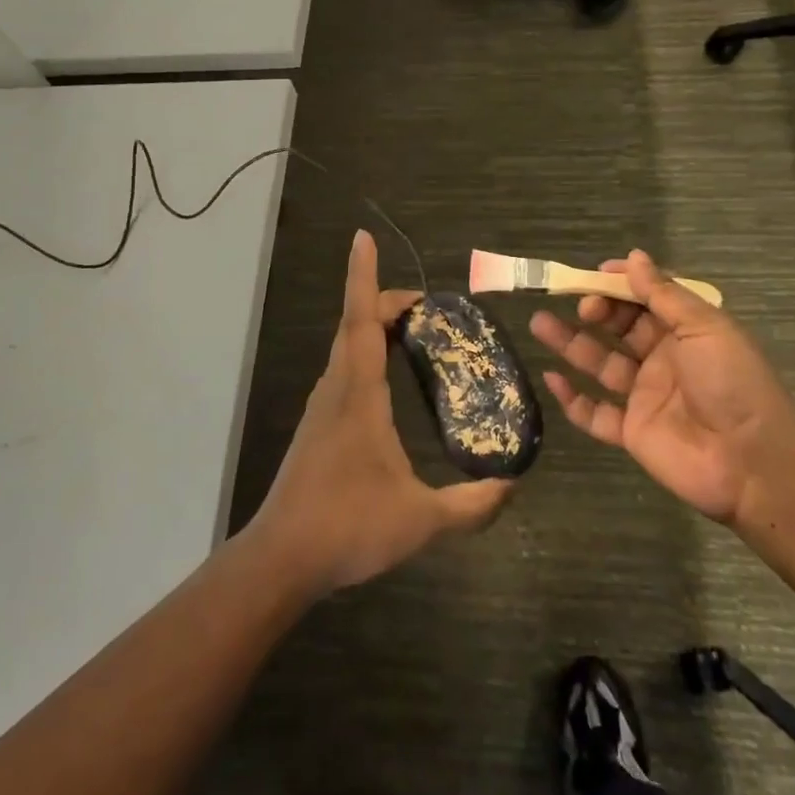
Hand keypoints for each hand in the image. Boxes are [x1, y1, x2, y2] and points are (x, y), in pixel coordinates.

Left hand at [252, 230, 511, 594]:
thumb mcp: (421, 520)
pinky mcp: (317, 427)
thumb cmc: (348, 527)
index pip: (361, 320)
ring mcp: (322, 408)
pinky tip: (384, 380)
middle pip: (354, 325)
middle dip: (382, 300)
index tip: (363, 237)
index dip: (363, 276)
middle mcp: (336, 389)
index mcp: (358, 394)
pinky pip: (343, 371)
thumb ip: (471, 504)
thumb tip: (513, 485)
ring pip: (345, 348)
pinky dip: (364, 353)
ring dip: (372, 327)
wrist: (281, 558)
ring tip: (410, 331)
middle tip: (425, 306)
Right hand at [529, 251, 794, 526]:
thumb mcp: (704, 327)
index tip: (593, 275)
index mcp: (685, 332)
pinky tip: (551, 377)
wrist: (751, 463)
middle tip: (576, 303)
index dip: (620, 285)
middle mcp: (663, 360)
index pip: (645, 300)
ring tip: (539, 322)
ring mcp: (644, 397)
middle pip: (618, 329)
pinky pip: (594, 413)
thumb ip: (663, 294)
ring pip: (599, 364)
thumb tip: (634, 256)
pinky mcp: (631, 432)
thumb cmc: (732, 383)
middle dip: (593, 310)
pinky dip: (571, 398)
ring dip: (570, 343)